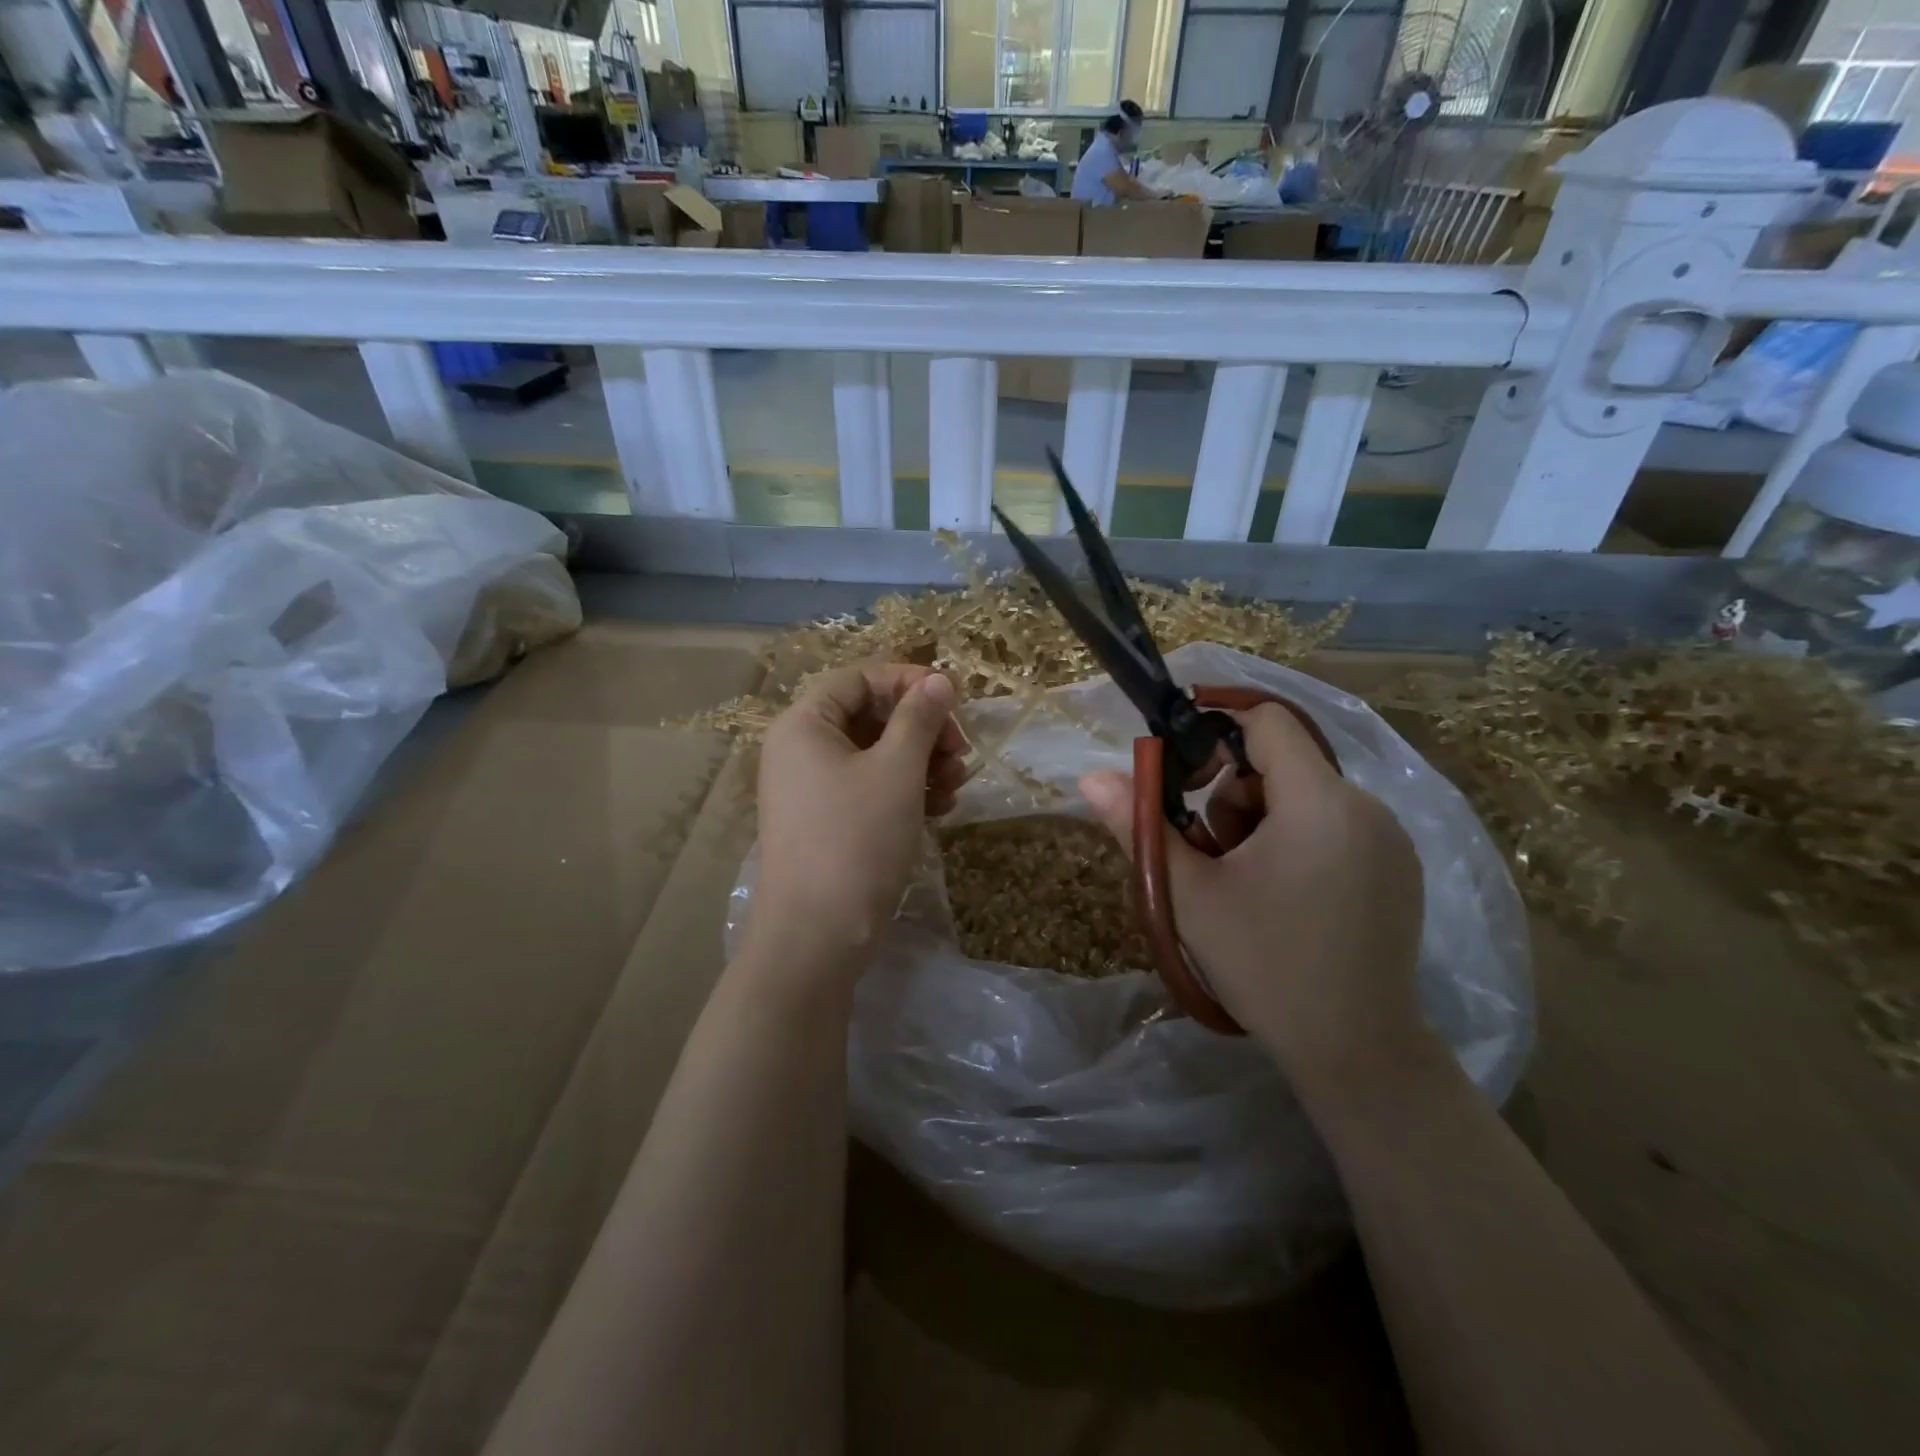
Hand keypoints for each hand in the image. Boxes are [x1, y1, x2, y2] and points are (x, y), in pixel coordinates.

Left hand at [752, 663, 966, 971]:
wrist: (817, 936)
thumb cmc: (857, 840)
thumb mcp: (897, 771)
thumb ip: (919, 718)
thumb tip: (938, 680)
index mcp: (804, 724)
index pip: (859, 678)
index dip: (909, 681)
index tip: (954, 699)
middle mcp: (800, 749)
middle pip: (870, 716)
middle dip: (922, 729)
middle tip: (961, 751)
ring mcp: (811, 788)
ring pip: (874, 754)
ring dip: (920, 762)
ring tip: (954, 786)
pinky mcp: (826, 821)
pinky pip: (868, 787)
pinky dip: (904, 791)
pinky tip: (939, 808)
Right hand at [1079, 702, 1428, 1093]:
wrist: (1356, 1052)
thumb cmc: (1265, 966)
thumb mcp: (1189, 895)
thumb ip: (1139, 826)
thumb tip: (1091, 777)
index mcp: (1319, 803)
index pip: (1267, 721)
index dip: (1216, 731)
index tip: (1183, 776)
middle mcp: (1367, 807)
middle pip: (1282, 762)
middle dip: (1232, 795)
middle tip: (1212, 854)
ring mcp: (1391, 839)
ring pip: (1305, 795)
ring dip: (1262, 821)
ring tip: (1245, 883)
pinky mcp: (1399, 867)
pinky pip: (1335, 824)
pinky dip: (1298, 840)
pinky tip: (1286, 896)